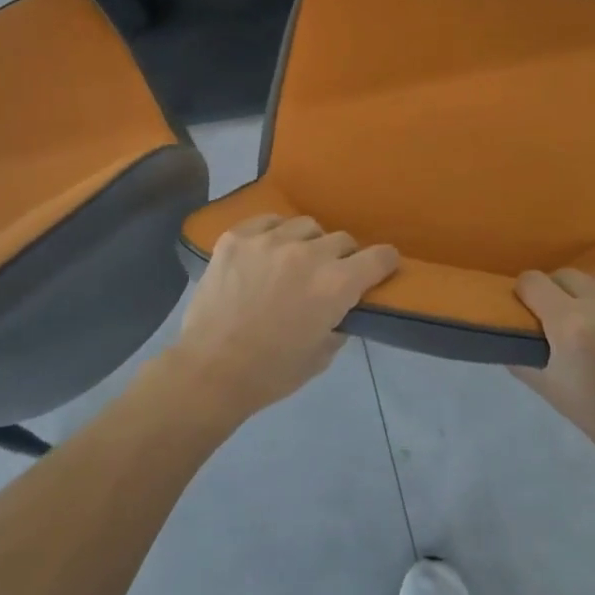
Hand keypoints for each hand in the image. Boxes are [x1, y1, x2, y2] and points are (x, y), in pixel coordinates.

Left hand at [168, 215, 398, 421]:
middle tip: (328, 275)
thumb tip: (343, 306)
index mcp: (336, 285)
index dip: (385, 262)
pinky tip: (266, 251)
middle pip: (342, 239)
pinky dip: (274, 234)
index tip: (382, 266)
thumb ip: (339, 322)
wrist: (209, 371)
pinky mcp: (237, 237)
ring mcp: (270, 240)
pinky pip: (268, 221)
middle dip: (343, 257)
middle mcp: (308, 254)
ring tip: (294, 260)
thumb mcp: (321, 356)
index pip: (378, 257)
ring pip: (306, 226)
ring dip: (308, 243)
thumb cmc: (271, 373)